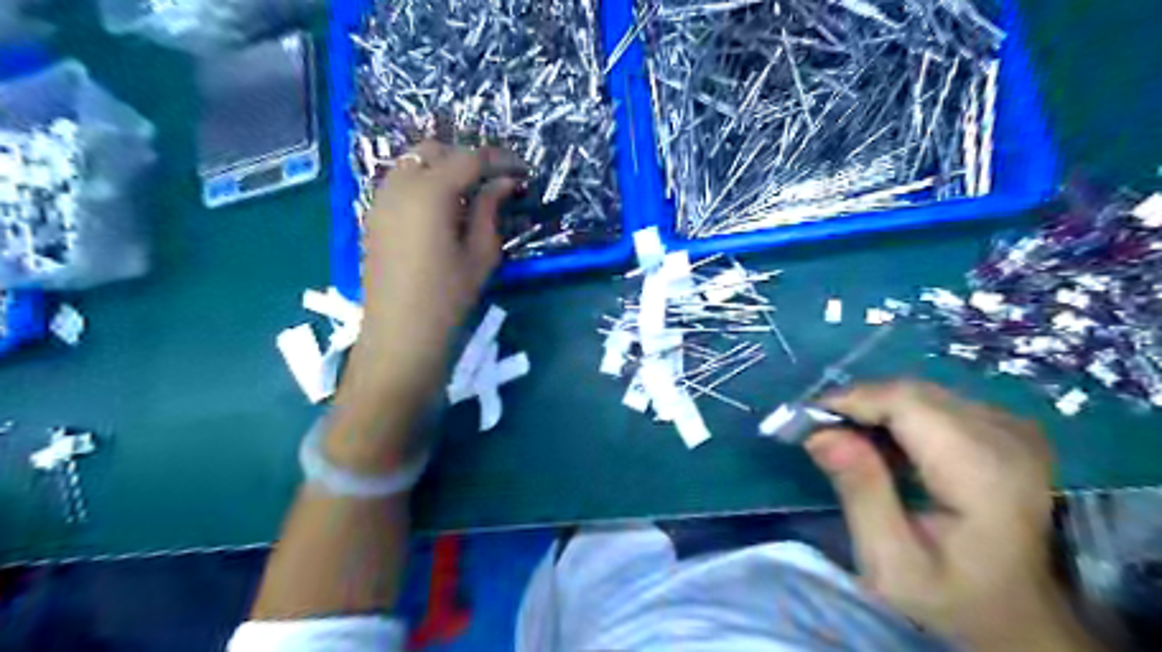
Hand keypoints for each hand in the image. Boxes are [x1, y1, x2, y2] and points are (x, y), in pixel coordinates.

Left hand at [330, 141, 522, 466]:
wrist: (401, 335)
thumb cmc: (448, 298)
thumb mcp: (481, 254)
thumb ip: (490, 210)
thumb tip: (504, 183)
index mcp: (430, 193)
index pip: (470, 159)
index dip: (501, 161)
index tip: (524, 172)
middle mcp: (399, 185)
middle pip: (436, 150)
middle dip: (469, 158)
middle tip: (497, 181)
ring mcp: (380, 199)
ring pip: (413, 162)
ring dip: (444, 167)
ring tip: (471, 192)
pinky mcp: (373, 216)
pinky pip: (400, 182)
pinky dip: (424, 181)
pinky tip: (443, 208)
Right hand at [809, 379, 1099, 648]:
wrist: (1020, 618)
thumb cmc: (954, 598)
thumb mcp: (891, 561)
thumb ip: (859, 492)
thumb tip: (820, 433)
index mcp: (983, 472)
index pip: (906, 402)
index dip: (851, 400)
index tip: (806, 421)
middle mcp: (1006, 437)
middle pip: (911, 393)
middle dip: (857, 404)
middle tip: (819, 432)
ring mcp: (1011, 430)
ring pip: (920, 393)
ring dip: (874, 409)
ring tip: (845, 440)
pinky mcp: (1005, 430)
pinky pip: (936, 403)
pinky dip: (897, 415)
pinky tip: (883, 445)